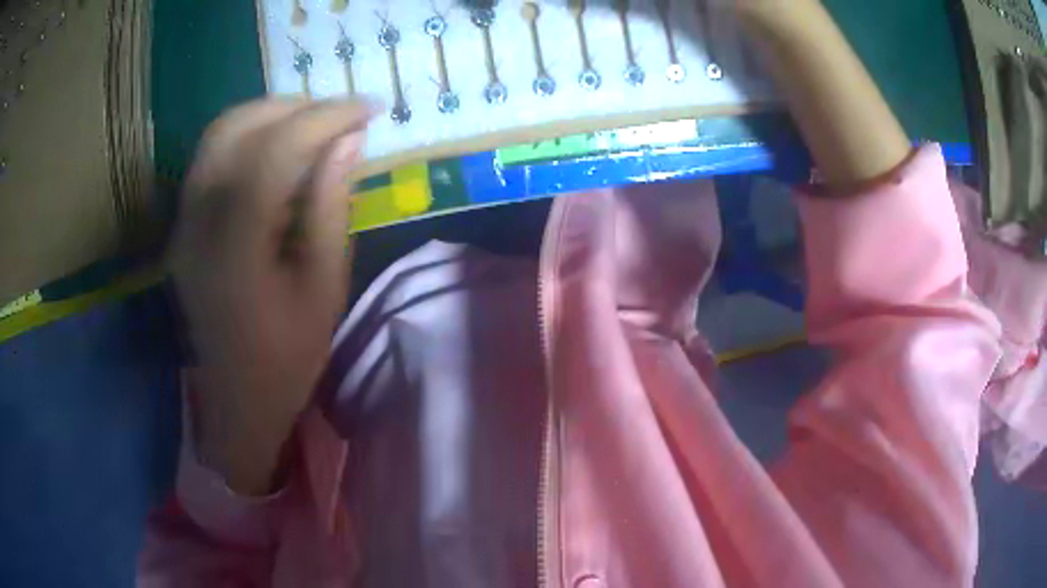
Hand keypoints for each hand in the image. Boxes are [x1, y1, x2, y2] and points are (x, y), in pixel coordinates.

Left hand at [171, 98, 377, 493]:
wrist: (236, 401)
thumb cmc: (286, 358)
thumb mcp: (323, 289)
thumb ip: (330, 208)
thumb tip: (348, 142)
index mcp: (235, 248)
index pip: (274, 151)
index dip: (325, 118)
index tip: (368, 109)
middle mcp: (197, 223)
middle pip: (236, 128)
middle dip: (294, 106)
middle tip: (341, 113)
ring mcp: (183, 222)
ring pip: (218, 134)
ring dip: (268, 114)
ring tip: (313, 122)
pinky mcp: (182, 225)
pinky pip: (211, 157)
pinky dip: (248, 135)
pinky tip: (279, 147)